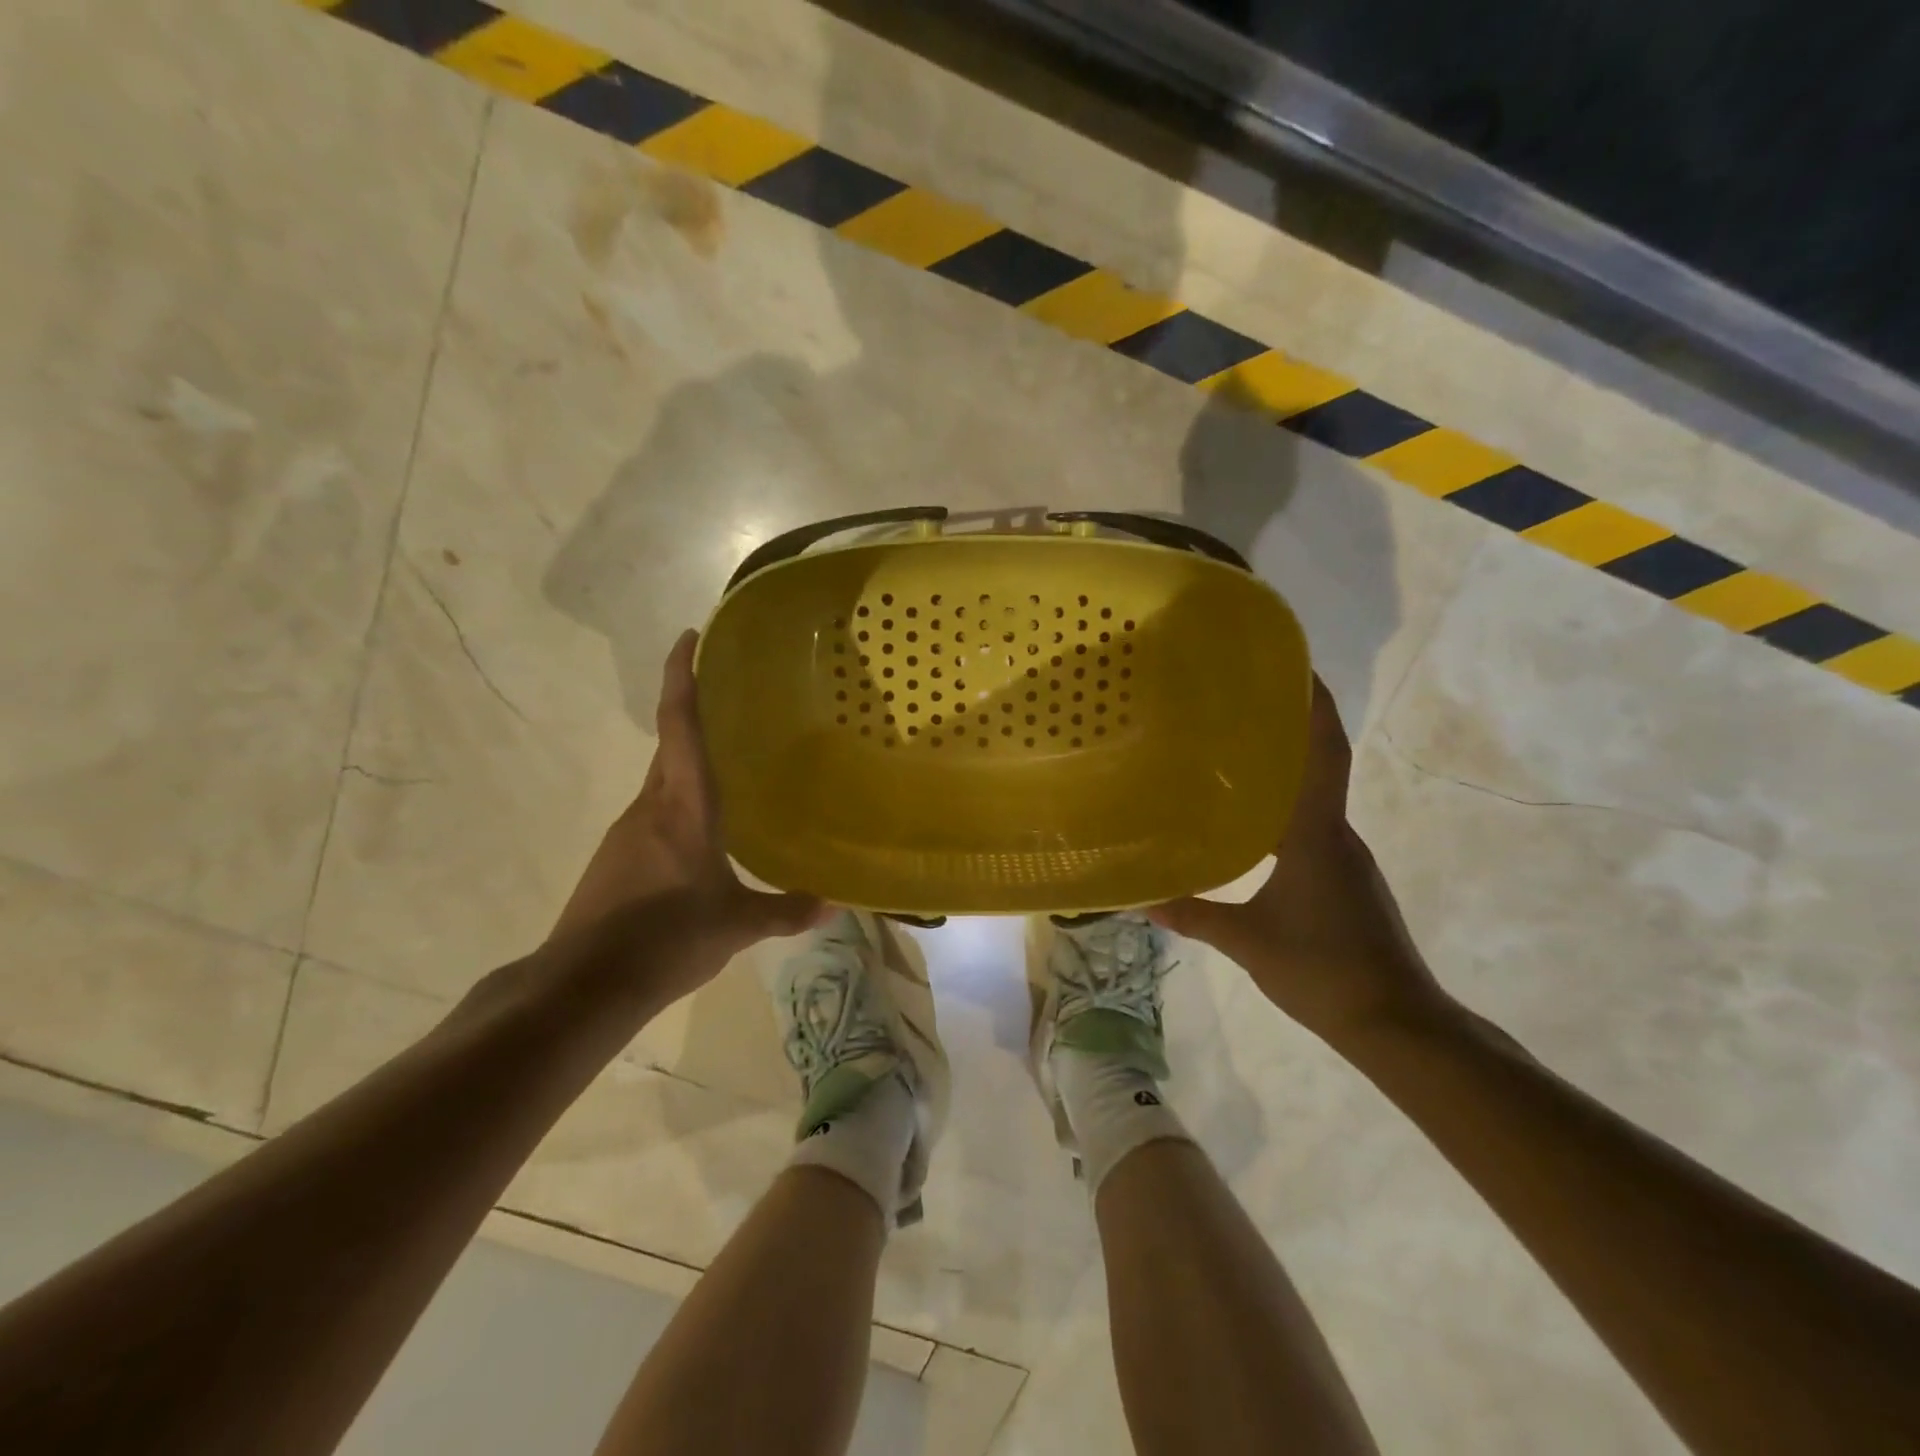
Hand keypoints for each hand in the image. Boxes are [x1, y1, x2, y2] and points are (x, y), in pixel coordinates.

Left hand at [550, 630, 823, 1000]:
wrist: (584, 984)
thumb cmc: (666, 937)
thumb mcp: (735, 924)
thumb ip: (785, 910)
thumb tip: (834, 904)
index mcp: (682, 805)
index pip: (679, 725)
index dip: (682, 676)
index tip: (689, 636)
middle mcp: (650, 806)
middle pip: (670, 745)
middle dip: (694, 714)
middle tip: (735, 700)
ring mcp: (627, 832)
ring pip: (663, 782)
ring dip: (689, 765)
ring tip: (732, 767)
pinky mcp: (616, 858)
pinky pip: (655, 814)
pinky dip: (679, 804)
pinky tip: (704, 832)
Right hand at [1150, 678, 1451, 1046]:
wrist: (1396, 1023)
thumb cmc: (1324, 970)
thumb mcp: (1248, 942)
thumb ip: (1193, 915)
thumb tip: (1139, 898)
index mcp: (1317, 834)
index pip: (1323, 753)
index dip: (1315, 705)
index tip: (1295, 665)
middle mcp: (1336, 833)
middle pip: (1319, 763)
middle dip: (1290, 725)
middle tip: (1239, 700)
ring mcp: (1344, 856)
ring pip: (1314, 795)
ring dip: (1284, 767)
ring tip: (1232, 751)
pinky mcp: (1343, 877)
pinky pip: (1311, 824)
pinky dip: (1283, 806)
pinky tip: (1249, 819)